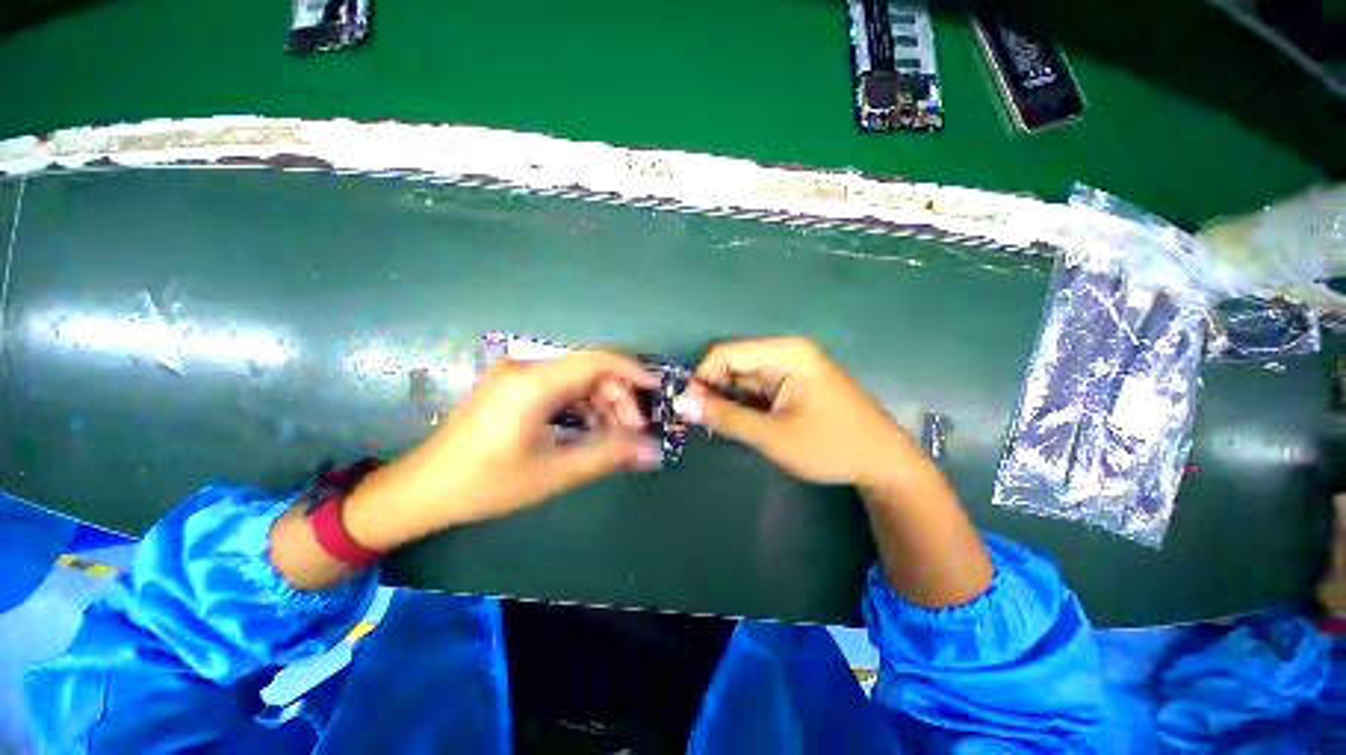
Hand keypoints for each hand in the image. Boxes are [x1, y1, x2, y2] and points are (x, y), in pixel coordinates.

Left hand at [344, 352, 662, 549]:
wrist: (421, 490)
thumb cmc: (485, 484)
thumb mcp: (553, 473)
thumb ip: (607, 456)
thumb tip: (652, 451)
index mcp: (534, 384)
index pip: (597, 360)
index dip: (633, 371)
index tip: (657, 390)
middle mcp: (526, 369)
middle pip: (589, 371)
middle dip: (618, 397)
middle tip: (633, 431)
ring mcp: (517, 377)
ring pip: (576, 380)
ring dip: (601, 404)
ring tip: (614, 436)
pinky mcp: (513, 388)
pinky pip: (559, 389)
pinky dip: (581, 407)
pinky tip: (589, 430)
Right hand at [673, 337, 914, 487]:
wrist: (884, 465)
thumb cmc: (830, 446)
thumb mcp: (771, 435)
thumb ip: (725, 417)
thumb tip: (682, 404)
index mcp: (785, 353)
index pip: (725, 353)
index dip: (702, 378)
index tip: (687, 408)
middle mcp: (787, 353)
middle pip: (734, 364)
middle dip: (713, 391)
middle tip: (699, 422)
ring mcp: (792, 369)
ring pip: (744, 378)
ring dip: (728, 400)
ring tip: (718, 426)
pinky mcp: (794, 384)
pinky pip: (758, 389)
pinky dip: (744, 405)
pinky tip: (739, 424)